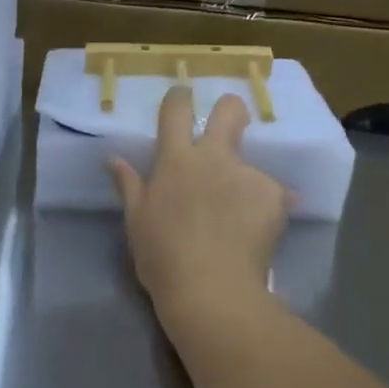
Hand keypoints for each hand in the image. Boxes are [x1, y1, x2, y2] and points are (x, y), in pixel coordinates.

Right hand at [108, 87, 289, 311]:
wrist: (211, 290)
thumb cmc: (163, 258)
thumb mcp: (137, 223)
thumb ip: (129, 185)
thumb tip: (113, 158)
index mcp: (176, 161)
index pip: (176, 110)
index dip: (181, 97)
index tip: (183, 97)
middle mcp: (214, 157)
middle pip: (230, 111)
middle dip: (231, 110)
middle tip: (230, 128)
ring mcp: (247, 174)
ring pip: (251, 163)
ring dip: (245, 183)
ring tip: (239, 220)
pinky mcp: (275, 196)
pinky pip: (273, 194)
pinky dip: (266, 209)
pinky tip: (258, 234)